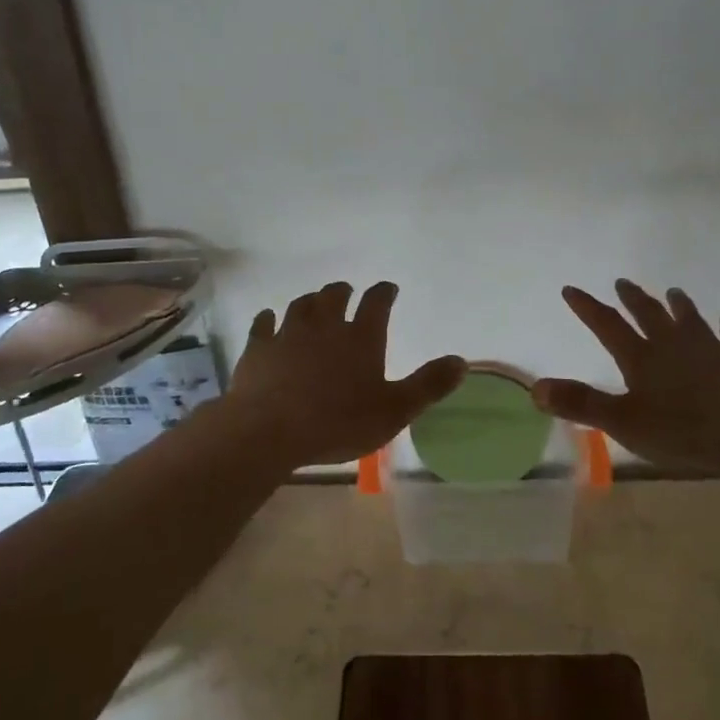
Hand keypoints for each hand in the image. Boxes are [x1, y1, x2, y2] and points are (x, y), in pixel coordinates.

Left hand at [225, 281, 466, 468]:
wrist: (269, 430)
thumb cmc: (338, 422)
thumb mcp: (395, 411)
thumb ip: (428, 385)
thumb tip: (462, 361)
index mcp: (361, 337)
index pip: (377, 302)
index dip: (384, 293)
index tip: (388, 289)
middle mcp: (325, 325)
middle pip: (334, 296)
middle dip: (343, 292)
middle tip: (347, 292)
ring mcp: (288, 333)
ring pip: (301, 306)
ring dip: (310, 301)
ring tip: (314, 303)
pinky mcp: (258, 348)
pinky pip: (263, 324)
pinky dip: (268, 319)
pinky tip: (268, 318)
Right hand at [532, 281, 719, 475]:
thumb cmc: (689, 430)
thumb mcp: (626, 423)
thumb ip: (582, 404)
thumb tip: (536, 387)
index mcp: (642, 359)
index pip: (608, 326)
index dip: (587, 308)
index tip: (571, 289)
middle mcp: (673, 345)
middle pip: (649, 314)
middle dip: (633, 299)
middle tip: (622, 282)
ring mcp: (710, 349)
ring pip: (690, 319)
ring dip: (679, 306)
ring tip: (673, 292)